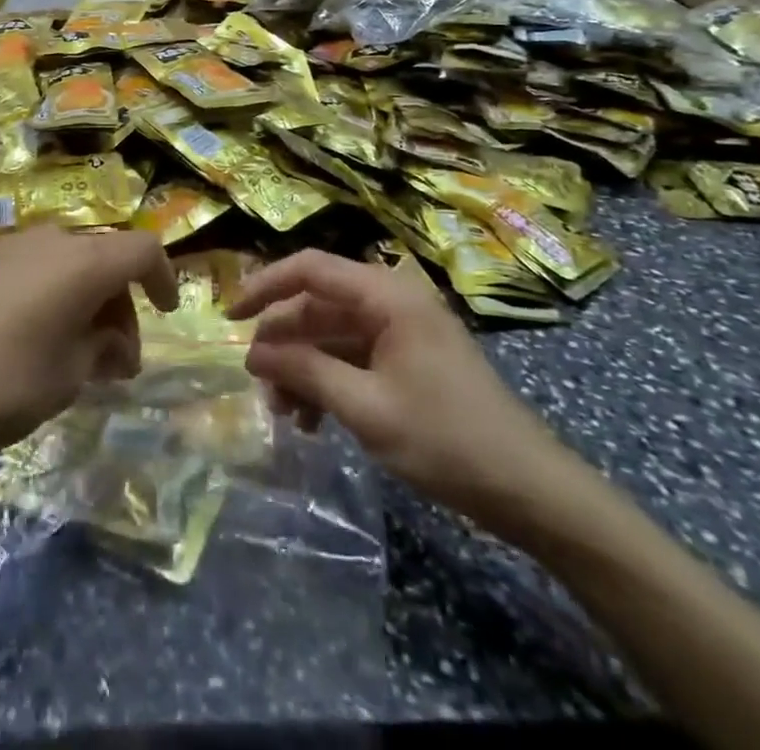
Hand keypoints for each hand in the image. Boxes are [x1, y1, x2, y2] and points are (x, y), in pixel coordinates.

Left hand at [0, 225, 179, 462]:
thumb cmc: (2, 382)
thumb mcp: (68, 377)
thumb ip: (103, 350)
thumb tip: (113, 344)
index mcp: (83, 263)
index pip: (143, 249)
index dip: (164, 277)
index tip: (166, 312)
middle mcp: (53, 241)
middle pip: (107, 258)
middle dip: (122, 305)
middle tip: (116, 361)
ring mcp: (15, 246)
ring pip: (73, 262)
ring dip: (89, 300)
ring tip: (80, 354)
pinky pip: (40, 267)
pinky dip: (57, 293)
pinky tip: (40, 335)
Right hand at [228, 250, 579, 534]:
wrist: (530, 490)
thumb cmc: (446, 439)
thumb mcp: (365, 406)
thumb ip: (305, 371)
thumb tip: (252, 352)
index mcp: (386, 294)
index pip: (310, 268)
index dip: (264, 285)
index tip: (229, 315)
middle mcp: (391, 300)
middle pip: (319, 305)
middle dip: (284, 343)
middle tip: (258, 384)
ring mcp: (401, 330)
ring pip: (332, 335)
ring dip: (304, 368)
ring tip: (284, 414)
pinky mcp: (408, 359)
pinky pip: (354, 357)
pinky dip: (329, 381)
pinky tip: (313, 421)